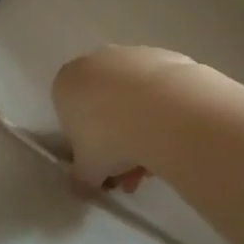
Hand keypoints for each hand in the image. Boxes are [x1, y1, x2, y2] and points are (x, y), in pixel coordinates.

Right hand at [51, 46, 199, 193]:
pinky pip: (159, 92)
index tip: (102, 167)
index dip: (85, 146)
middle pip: (103, 107)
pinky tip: (176, 137)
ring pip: (132, 100)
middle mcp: (95, 62)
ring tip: (160, 164)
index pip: (69, 116)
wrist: (164, 111)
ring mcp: (131, 56)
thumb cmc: (111, 138)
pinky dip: (164, 113)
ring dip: (141, 131)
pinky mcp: (165, 56)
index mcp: (66, 83)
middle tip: (132, 174)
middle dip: (117, 143)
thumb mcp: (87, 170)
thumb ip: (80, 178)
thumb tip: (81, 187)